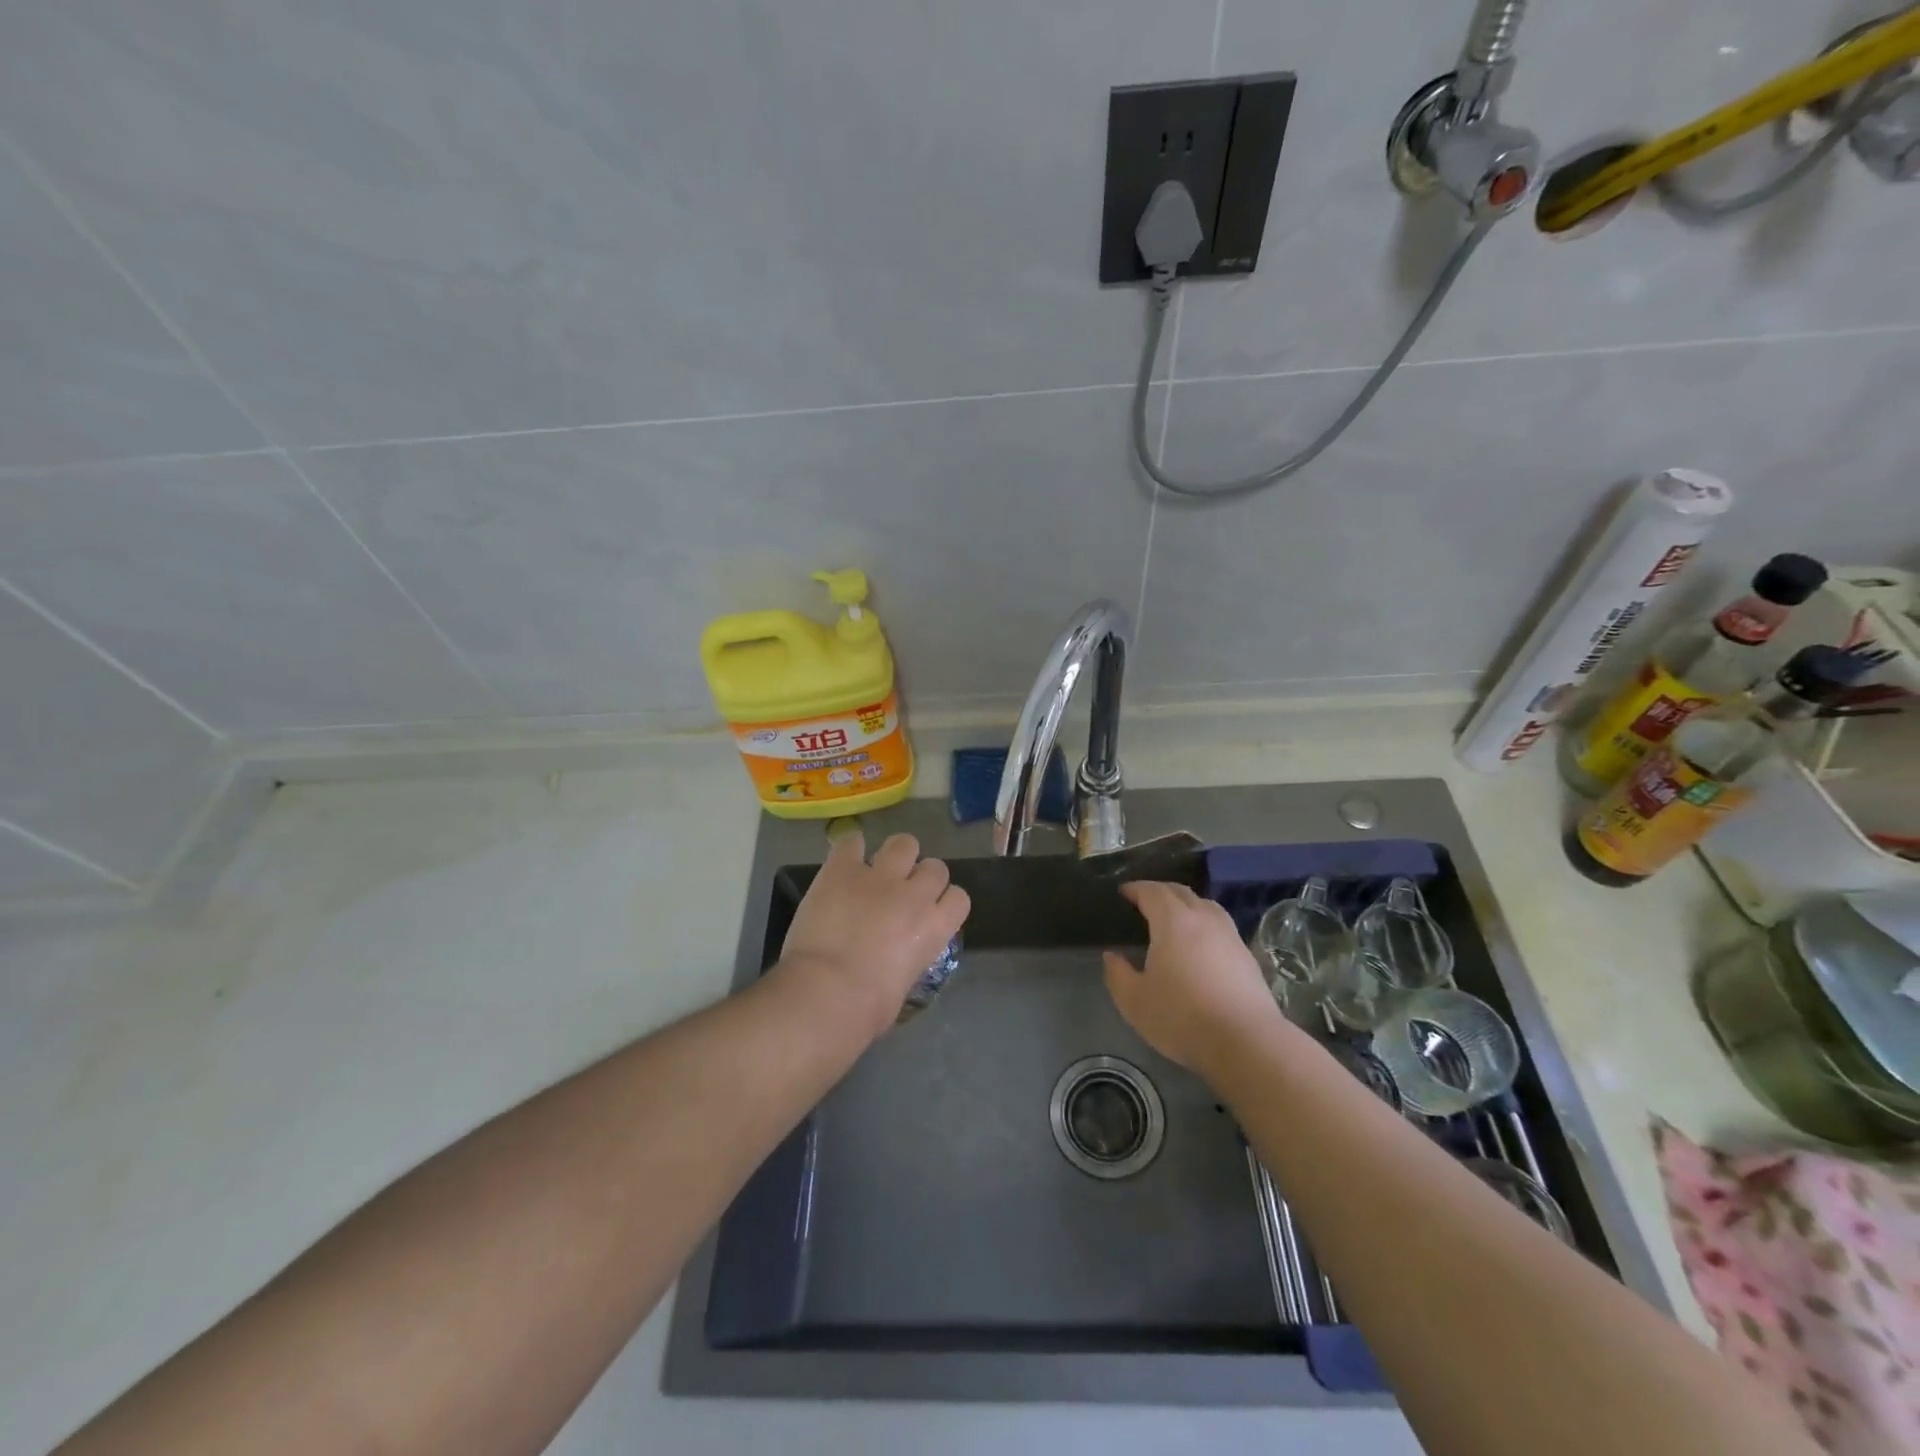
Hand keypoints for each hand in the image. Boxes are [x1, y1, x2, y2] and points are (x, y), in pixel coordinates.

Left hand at [776, 830, 970, 1039]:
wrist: (827, 992)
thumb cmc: (868, 1008)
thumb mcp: (904, 985)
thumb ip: (909, 958)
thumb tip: (897, 958)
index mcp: (935, 927)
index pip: (959, 898)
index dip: (944, 902)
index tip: (930, 911)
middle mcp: (914, 894)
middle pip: (935, 867)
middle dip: (922, 877)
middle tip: (901, 893)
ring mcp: (878, 876)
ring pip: (904, 843)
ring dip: (895, 855)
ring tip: (878, 871)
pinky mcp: (842, 869)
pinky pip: (852, 842)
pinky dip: (850, 851)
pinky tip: (843, 864)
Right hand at [1102, 880, 1284, 1071]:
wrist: (1246, 1043)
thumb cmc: (1182, 1017)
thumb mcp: (1134, 1001)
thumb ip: (1118, 974)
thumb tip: (1112, 956)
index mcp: (1173, 921)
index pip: (1152, 891)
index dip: (1135, 889)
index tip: (1123, 893)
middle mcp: (1203, 918)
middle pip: (1180, 892)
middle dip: (1160, 891)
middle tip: (1144, 902)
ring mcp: (1229, 935)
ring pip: (1205, 905)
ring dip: (1186, 904)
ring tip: (1173, 920)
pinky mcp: (1246, 955)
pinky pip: (1220, 926)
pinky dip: (1204, 924)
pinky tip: (1199, 946)